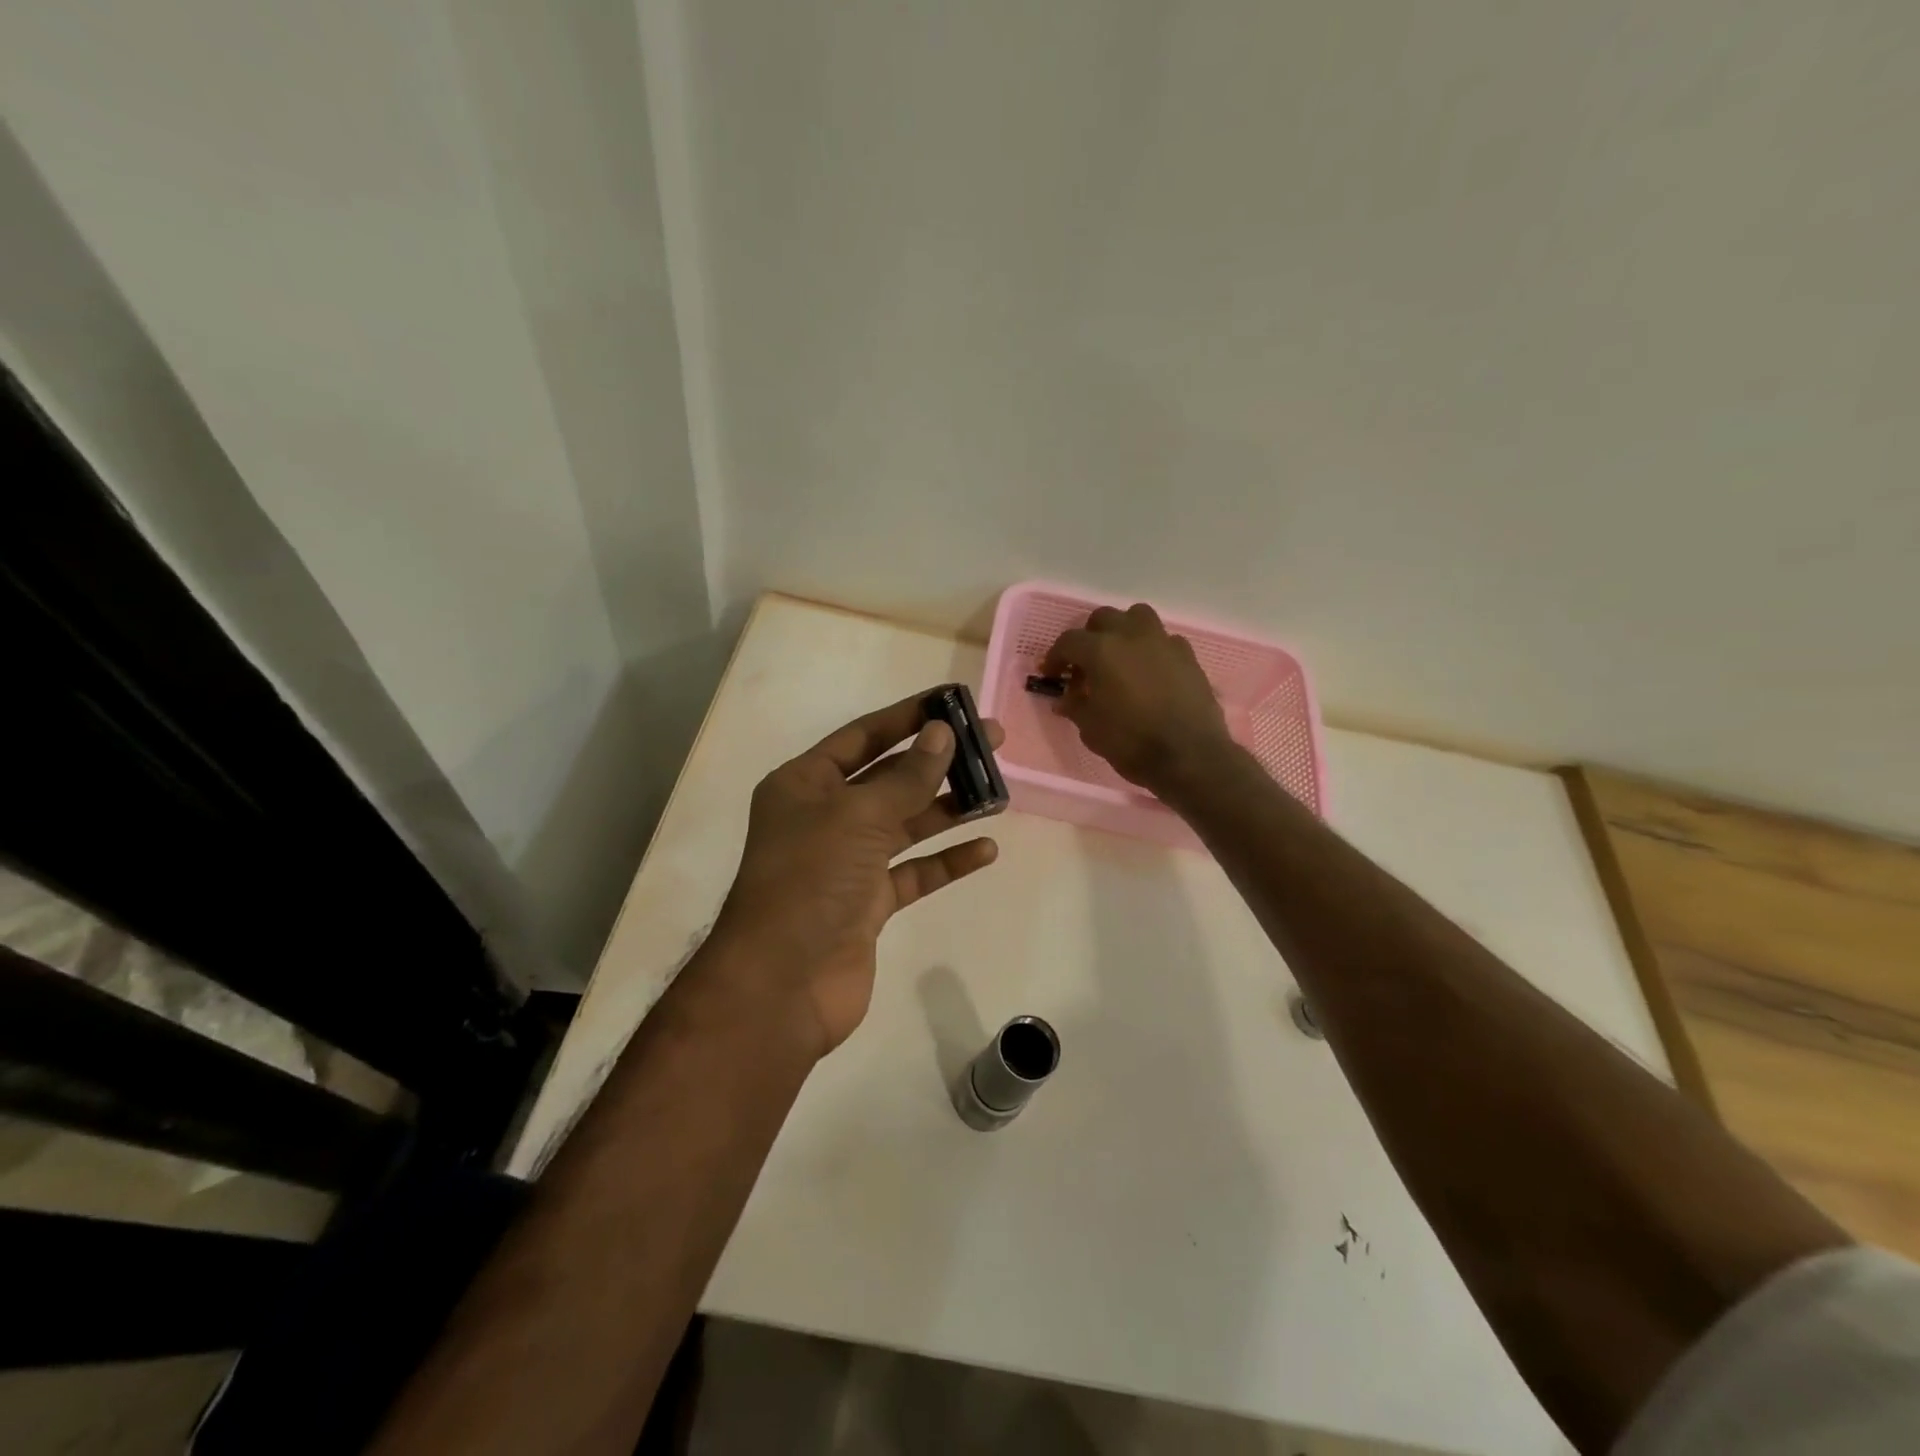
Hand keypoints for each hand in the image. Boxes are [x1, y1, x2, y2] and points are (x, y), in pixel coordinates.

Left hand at [708, 693, 1003, 1057]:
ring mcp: (846, 862)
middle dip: (939, 760)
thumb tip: (942, 733)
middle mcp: (824, 817)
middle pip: (890, 777)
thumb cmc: (810, 880)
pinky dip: (946, 861)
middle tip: (993, 743)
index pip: (863, 736)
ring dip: (948, 809)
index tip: (953, 702)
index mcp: (805, 784)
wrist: (782, 984)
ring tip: (998, 793)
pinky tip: (985, 851)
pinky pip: (913, 872)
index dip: (908, 716)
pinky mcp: (867, 904)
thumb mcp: (858, 816)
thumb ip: (906, 777)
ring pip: (905, 824)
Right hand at [1042, 604, 1232, 795]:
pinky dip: (1151, 649)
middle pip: (1103, 618)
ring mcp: (1163, 642)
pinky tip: (1150, 672)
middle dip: (1089, 637)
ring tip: (1120, 657)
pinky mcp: (1188, 655)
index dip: (1055, 657)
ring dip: (1123, 631)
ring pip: (1137, 617)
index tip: (1052, 674)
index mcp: (1101, 650)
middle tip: (1085, 664)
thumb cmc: (1131, 742)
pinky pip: (1163, 640)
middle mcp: (1131, 635)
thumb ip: (1075, 706)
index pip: (1069, 641)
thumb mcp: (1091, 729)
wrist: (1189, 756)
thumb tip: (1065, 698)